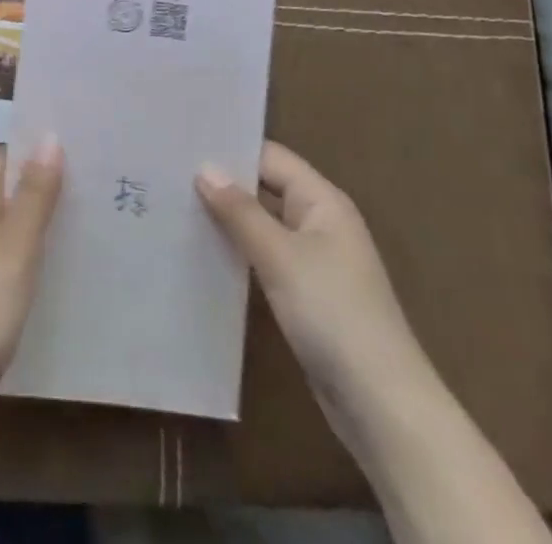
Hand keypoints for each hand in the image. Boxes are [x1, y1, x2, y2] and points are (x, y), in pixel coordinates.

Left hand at [0, 139, 64, 406]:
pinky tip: (52, 265)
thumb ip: (34, 194)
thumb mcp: (15, 247)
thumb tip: (48, 136)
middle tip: (94, 182)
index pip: (4, 156)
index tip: (80, 145)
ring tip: (84, 217)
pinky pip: (0, 251)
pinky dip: (25, 249)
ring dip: (36, 217)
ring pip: (4, 221)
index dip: (37, 148)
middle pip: (4, 187)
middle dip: (42, 182)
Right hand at [197, 141, 427, 413]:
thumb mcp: (280, 256)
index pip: (270, 157)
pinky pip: (266, 258)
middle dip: (224, 183)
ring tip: (176, 207)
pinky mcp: (307, 295)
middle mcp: (320, 222)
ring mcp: (315, 260)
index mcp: (323, 201)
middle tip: (169, 174)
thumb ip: (240, 210)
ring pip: (263, 225)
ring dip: (229, 219)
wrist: (382, 406)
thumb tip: (205, 168)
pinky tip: (203, 252)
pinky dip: (239, 252)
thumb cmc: (333, 313)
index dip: (230, 149)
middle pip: (266, 188)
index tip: (182, 145)